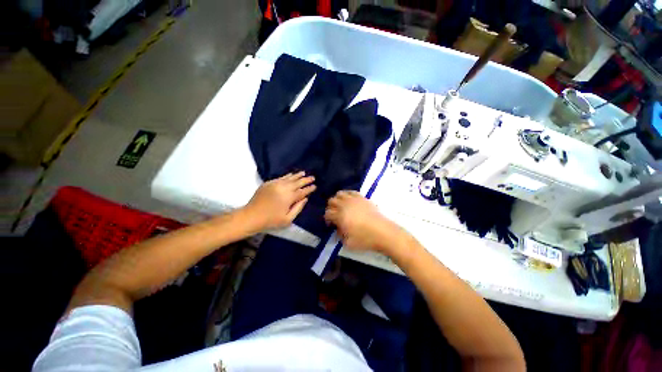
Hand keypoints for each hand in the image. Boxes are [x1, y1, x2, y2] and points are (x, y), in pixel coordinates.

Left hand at [243, 172, 315, 230]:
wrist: (251, 216)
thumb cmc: (271, 220)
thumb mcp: (287, 219)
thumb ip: (298, 208)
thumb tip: (305, 199)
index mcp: (289, 197)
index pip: (302, 191)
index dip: (309, 188)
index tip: (315, 186)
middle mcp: (284, 188)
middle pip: (297, 182)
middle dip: (306, 180)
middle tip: (313, 177)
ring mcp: (275, 184)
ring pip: (289, 178)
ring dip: (297, 175)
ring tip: (304, 173)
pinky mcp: (269, 183)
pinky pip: (281, 177)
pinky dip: (287, 176)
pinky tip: (291, 174)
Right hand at [324, 191, 401, 252]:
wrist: (383, 233)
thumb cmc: (365, 239)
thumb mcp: (348, 243)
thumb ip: (339, 235)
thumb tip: (338, 228)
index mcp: (340, 216)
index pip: (327, 213)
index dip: (327, 219)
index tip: (331, 224)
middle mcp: (345, 205)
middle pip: (331, 201)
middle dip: (330, 208)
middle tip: (335, 215)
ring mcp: (354, 199)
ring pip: (340, 193)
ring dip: (338, 200)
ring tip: (341, 207)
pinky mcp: (362, 198)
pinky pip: (351, 192)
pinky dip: (347, 195)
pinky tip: (350, 201)